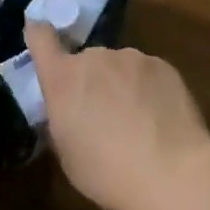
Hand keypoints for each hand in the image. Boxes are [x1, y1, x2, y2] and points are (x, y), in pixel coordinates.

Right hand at [24, 23, 209, 209]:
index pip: (40, 37)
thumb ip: (62, 118)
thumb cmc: (106, 173)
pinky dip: (147, 89)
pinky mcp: (163, 64)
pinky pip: (146, 72)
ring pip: (119, 66)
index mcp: (63, 78)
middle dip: (90, 81)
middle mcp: (95, 57)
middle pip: (86, 60)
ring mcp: (132, 57)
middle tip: (103, 115)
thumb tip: (69, 108)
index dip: (39, 36)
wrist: (170, 173)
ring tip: (137, 121)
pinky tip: (159, 118)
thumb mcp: (66, 152)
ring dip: (120, 84)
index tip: (40, 36)